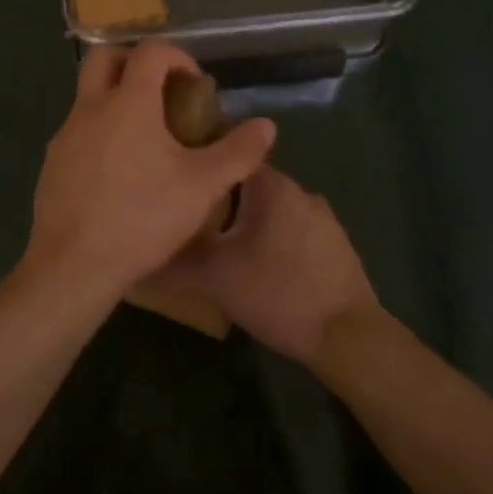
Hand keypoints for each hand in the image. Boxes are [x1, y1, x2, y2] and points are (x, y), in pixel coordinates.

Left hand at [27, 41, 274, 301]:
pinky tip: (120, 172)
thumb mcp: (202, 187)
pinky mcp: (52, 162)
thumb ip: (237, 152)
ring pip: (89, 95)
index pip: (150, 51)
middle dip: (134, 61)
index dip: (177, 56)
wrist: (72, 265)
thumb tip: (266, 126)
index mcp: (128, 101)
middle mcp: (90, 106)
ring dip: (116, 98)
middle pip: (104, 57)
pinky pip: (78, 130)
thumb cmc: (141, 218)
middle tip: (162, 90)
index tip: (195, 84)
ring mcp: (65, 134)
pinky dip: (101, 131)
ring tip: (147, 137)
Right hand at [170, 165, 378, 363]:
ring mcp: (322, 217)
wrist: (349, 337)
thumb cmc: (278, 293)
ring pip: (271, 209)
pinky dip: (272, 239)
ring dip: (247, 222)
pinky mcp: (335, 244)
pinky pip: (291, 229)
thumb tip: (143, 251)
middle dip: (220, 200)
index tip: (178, 181)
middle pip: (248, 184)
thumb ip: (177, 258)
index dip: (200, 167)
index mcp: (272, 185)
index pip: (228, 156)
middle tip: (192, 221)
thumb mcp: (216, 276)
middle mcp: (299, 190)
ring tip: (221, 246)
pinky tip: (259, 267)